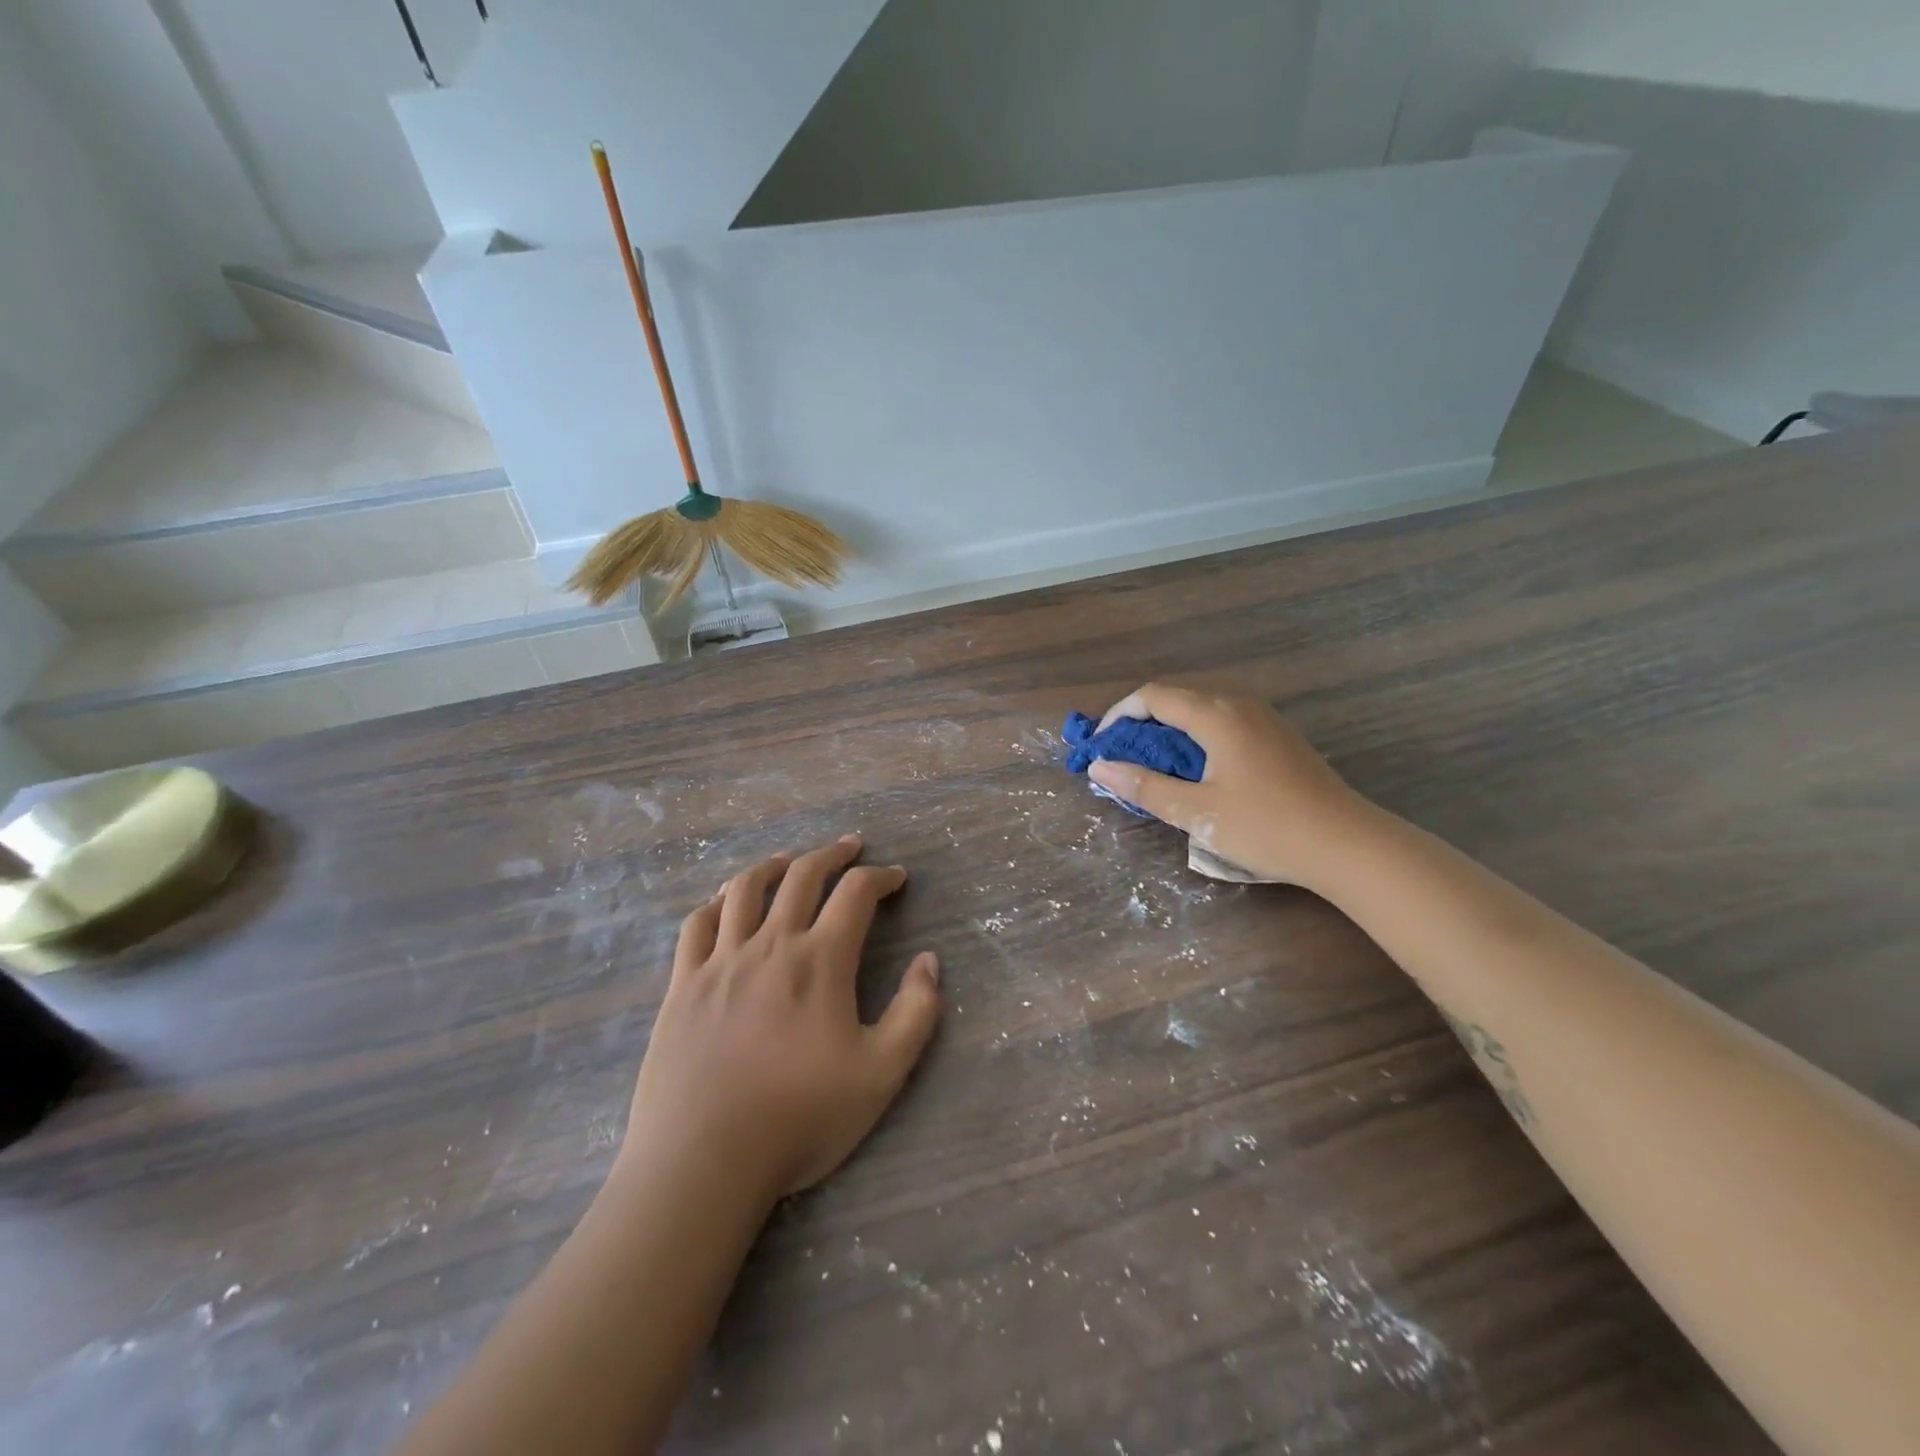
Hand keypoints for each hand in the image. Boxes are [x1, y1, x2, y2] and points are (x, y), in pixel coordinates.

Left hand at [618, 836, 942, 1209]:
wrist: (703, 1161)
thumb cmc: (800, 1118)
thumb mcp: (881, 1074)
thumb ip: (916, 1012)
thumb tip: (929, 961)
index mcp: (820, 960)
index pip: (856, 894)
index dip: (881, 877)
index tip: (897, 877)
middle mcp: (770, 945)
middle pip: (802, 876)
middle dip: (832, 854)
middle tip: (851, 847)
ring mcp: (720, 961)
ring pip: (745, 889)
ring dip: (773, 865)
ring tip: (789, 859)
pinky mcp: (682, 985)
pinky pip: (697, 925)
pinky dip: (717, 902)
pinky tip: (725, 902)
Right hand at [1087, 683, 1369, 888]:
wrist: (1348, 845)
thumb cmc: (1267, 827)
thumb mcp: (1197, 812)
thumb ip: (1144, 787)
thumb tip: (1099, 767)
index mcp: (1217, 715)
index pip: (1153, 696)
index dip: (1119, 715)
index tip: (1100, 746)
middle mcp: (1240, 705)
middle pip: (1177, 698)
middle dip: (1141, 723)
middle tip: (1120, 758)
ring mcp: (1264, 719)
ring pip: (1202, 710)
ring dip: (1169, 731)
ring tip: (1151, 766)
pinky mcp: (1278, 737)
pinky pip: (1224, 723)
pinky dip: (1196, 738)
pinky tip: (1196, 770)